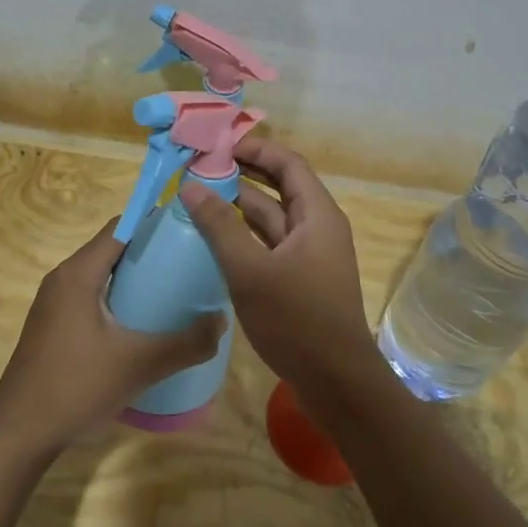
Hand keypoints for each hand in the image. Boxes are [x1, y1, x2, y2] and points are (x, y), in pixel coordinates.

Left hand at [0, 218, 225, 457]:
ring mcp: (55, 303)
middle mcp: (63, 279)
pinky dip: (119, 298)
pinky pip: (92, 296)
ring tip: (175, 289)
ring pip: (102, 275)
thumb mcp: (139, 364)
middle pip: (112, 249)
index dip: (154, 222)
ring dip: (135, 277)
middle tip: (190, 262)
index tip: (189, 229)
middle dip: (150, 251)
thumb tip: (222, 321)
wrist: (20, 432)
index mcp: (78, 274)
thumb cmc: (76, 386)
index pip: (120, 227)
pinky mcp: (54, 326)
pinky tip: (143, 322)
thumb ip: (186, 343)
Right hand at [180, 138, 378, 392]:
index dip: (255, 148)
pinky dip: (245, 235)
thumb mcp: (251, 270)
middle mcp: (317, 227)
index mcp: (317, 215)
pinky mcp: (301, 279)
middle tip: (201, 167)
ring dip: (240, 206)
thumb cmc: (297, 320)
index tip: (217, 144)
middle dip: (243, 174)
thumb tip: (191, 186)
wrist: (336, 382)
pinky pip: (271, 244)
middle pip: (280, 187)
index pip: (288, 163)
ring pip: (273, 218)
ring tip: (200, 197)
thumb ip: (219, 226)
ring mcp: (310, 255)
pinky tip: (215, 238)